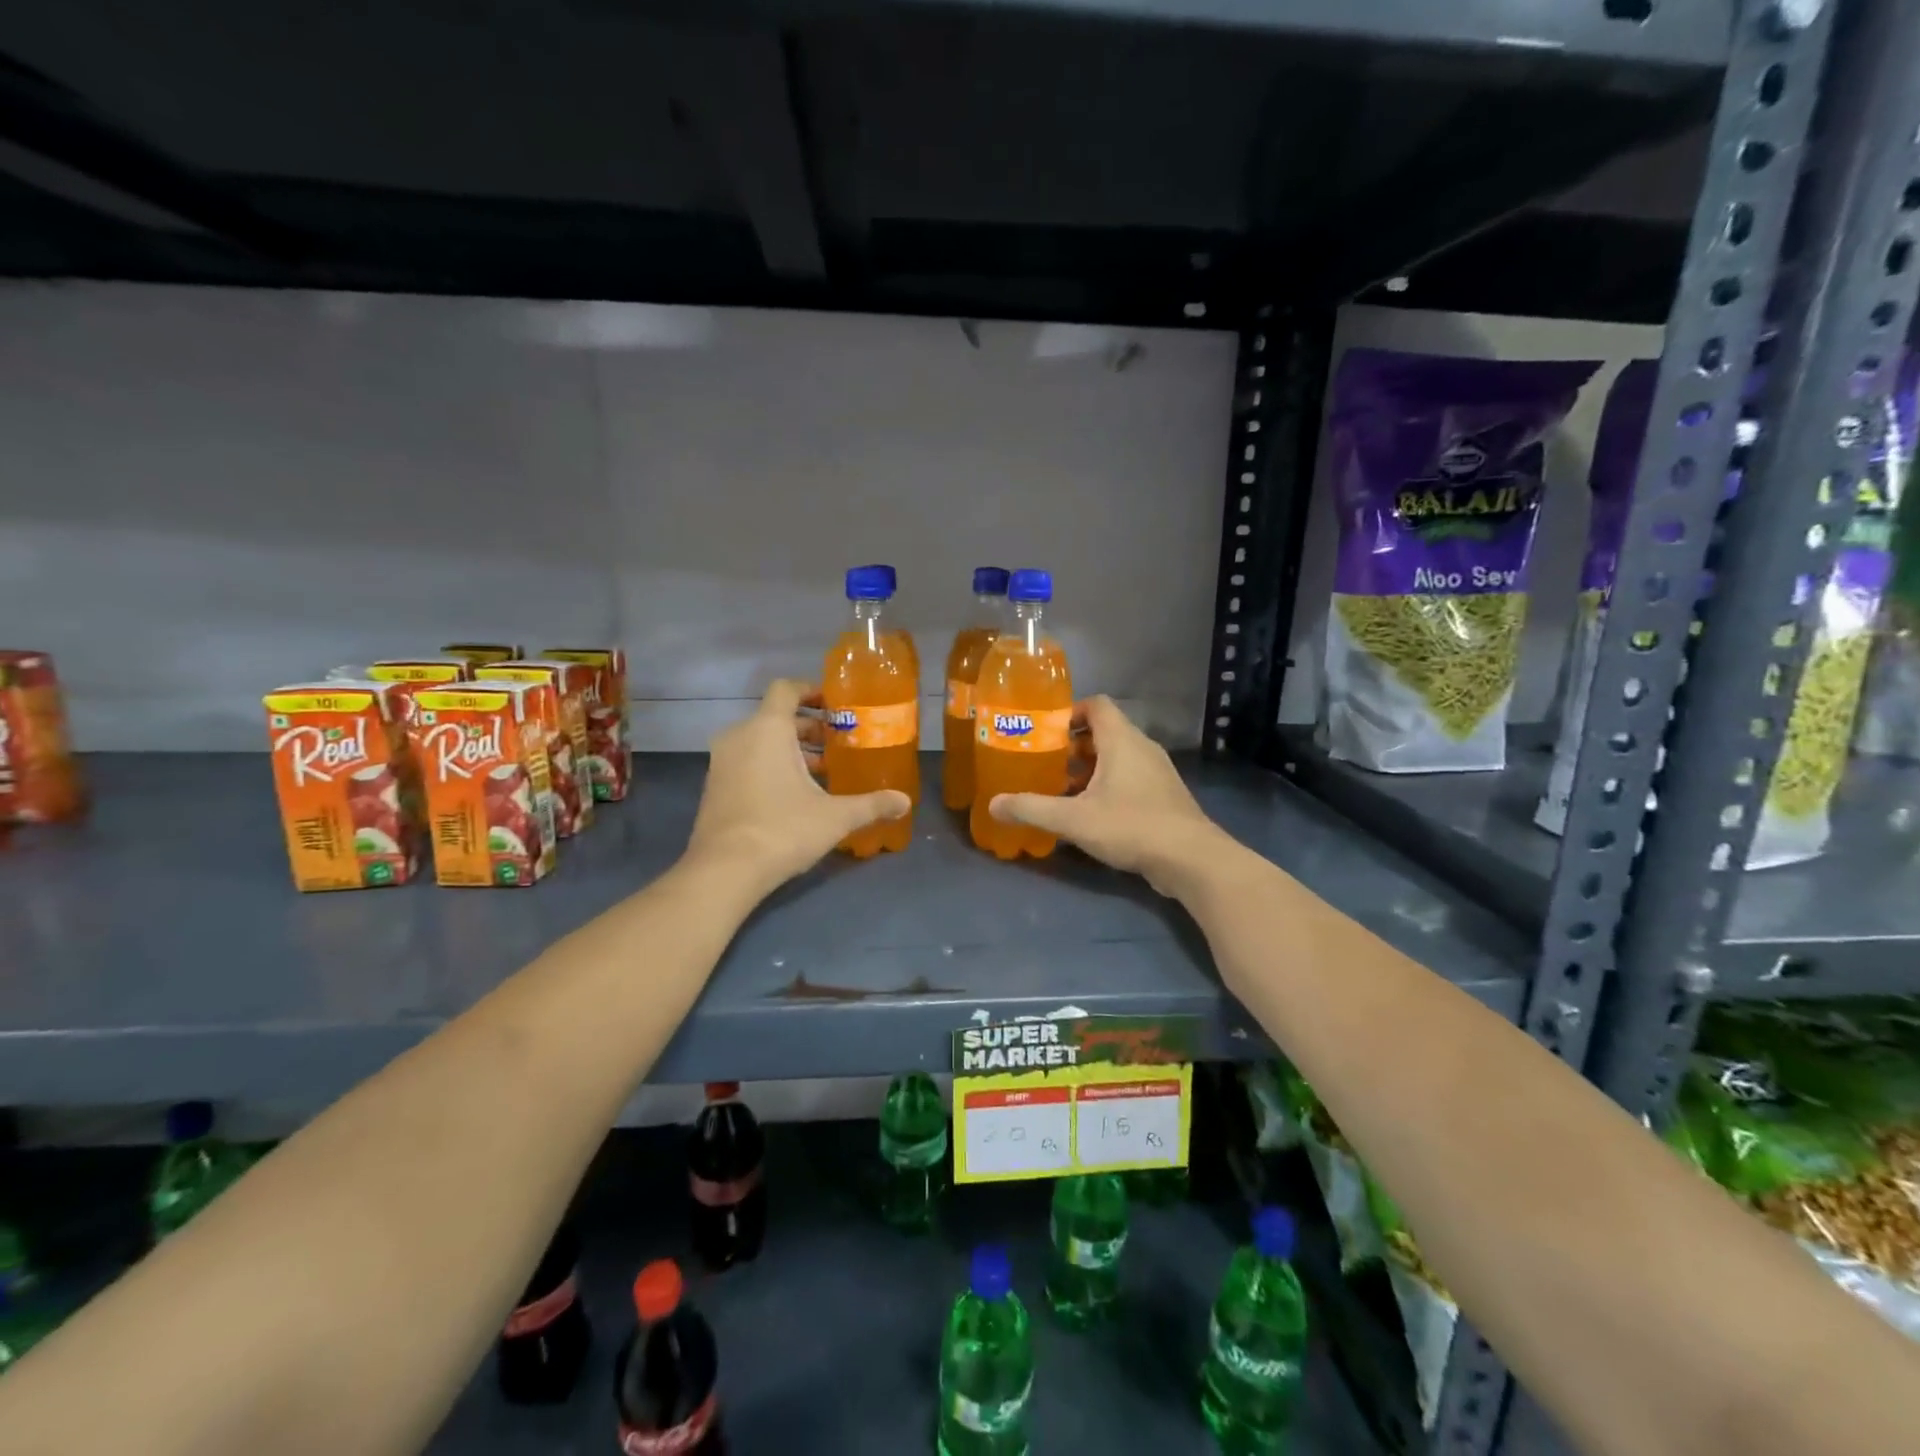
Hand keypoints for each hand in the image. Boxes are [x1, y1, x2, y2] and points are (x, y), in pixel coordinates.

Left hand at [686, 679, 909, 891]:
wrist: (724, 871)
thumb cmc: (783, 829)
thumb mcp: (835, 817)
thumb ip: (871, 805)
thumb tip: (904, 802)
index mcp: (768, 729)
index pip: (786, 689)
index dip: (811, 690)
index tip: (835, 704)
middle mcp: (740, 736)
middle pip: (776, 717)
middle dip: (808, 727)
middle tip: (838, 742)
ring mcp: (721, 762)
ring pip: (760, 741)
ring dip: (790, 749)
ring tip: (822, 771)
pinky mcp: (714, 787)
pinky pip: (746, 761)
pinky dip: (769, 765)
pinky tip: (795, 794)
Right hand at [989, 696, 1228, 896]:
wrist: (1191, 859)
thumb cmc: (1131, 826)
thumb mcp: (1073, 819)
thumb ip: (1031, 809)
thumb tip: (993, 804)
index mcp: (1122, 740)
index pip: (1096, 705)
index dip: (1069, 712)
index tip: (1045, 732)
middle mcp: (1142, 748)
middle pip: (1104, 732)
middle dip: (1072, 747)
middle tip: (1046, 764)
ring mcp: (1157, 772)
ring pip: (1117, 757)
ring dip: (1090, 769)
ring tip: (1062, 791)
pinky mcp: (1164, 795)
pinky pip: (1130, 778)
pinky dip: (1108, 786)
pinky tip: (1091, 814)